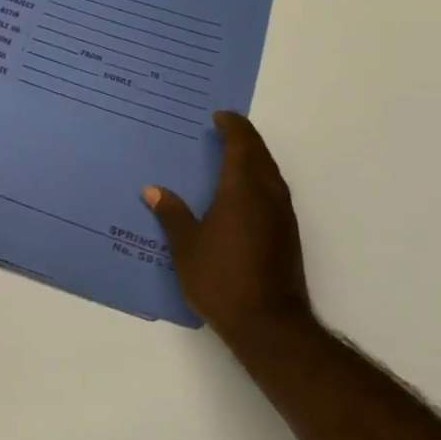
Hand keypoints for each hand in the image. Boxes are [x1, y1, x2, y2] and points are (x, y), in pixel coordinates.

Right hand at [144, 111, 312, 339]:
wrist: (268, 323)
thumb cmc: (221, 278)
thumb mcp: (185, 245)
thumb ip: (172, 214)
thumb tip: (153, 190)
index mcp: (242, 190)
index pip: (242, 145)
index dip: (232, 126)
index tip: (218, 116)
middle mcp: (267, 196)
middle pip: (260, 155)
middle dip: (244, 139)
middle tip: (223, 131)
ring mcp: (282, 216)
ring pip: (270, 174)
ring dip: (254, 159)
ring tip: (231, 158)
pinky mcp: (287, 235)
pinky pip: (273, 192)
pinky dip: (258, 181)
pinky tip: (242, 196)